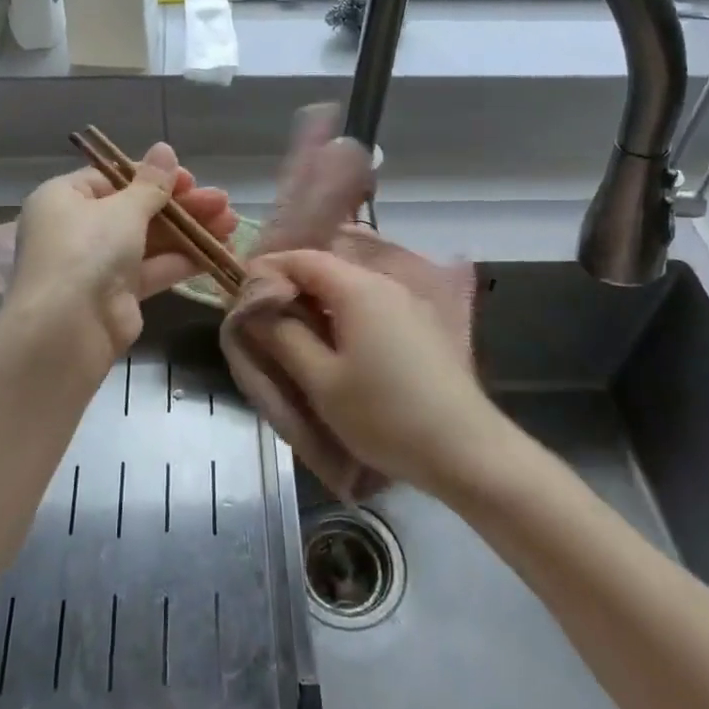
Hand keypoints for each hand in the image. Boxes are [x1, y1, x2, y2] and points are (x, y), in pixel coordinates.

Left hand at [7, 143, 237, 381]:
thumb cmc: (87, 251)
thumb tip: (164, 149)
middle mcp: (78, 228)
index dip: (153, 177)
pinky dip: (184, 260)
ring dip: (190, 231)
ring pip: (150, 240)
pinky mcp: (118, 294)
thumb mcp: (123, 210)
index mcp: (65, 198)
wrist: (68, 329)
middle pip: (136, 209)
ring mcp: (98, 263)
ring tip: (231, 223)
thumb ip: (151, 183)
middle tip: (223, 201)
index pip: (113, 177)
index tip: (190, 180)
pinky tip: (220, 252)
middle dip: (182, 205)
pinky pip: (154, 269)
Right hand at [245, 250, 500, 495]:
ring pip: (349, 288)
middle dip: (291, 289)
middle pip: (326, 269)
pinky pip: (370, 306)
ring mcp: (407, 302)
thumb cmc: (385, 415)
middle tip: (263, 323)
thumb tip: (256, 308)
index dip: (267, 270)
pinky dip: (344, 317)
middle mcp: (384, 283)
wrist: (466, 451)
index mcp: (357, 288)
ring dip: (317, 305)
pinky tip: (336, 348)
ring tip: (294, 339)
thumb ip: (283, 337)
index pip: (301, 258)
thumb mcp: (321, 381)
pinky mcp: (421, 325)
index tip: (241, 297)